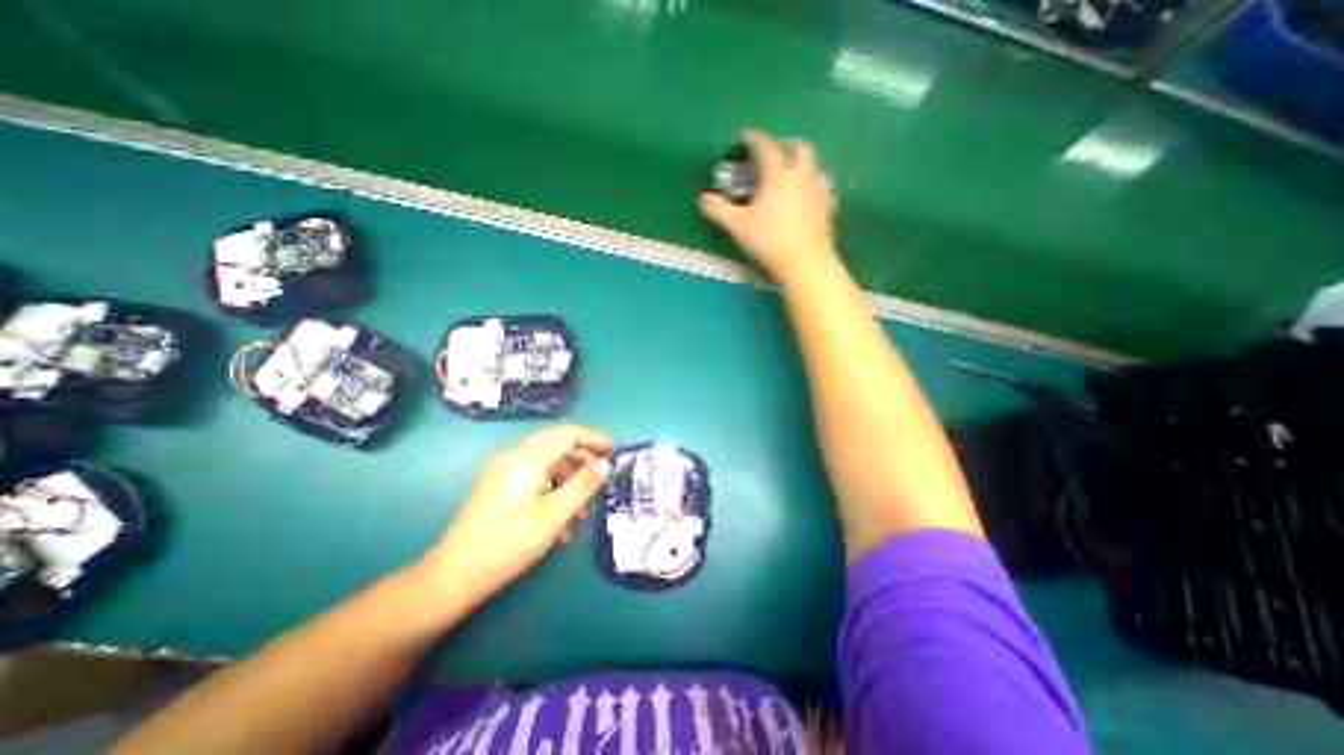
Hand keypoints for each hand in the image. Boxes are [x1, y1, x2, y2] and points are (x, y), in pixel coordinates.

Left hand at [418, 424, 616, 606]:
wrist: (454, 575)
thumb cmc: (510, 542)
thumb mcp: (555, 514)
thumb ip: (583, 485)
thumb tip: (606, 464)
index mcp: (527, 457)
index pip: (568, 433)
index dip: (594, 438)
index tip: (615, 451)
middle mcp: (514, 456)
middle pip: (558, 444)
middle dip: (583, 460)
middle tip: (602, 479)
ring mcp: (504, 470)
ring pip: (547, 463)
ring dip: (568, 481)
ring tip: (582, 512)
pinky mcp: (499, 485)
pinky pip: (534, 477)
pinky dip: (552, 490)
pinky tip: (560, 521)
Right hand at [698, 129, 837, 283]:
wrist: (805, 262)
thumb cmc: (769, 241)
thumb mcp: (737, 226)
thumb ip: (719, 210)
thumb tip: (703, 198)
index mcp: (777, 173)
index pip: (765, 146)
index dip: (753, 139)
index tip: (745, 138)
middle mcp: (801, 174)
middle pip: (798, 147)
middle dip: (784, 144)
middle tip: (773, 153)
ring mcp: (818, 189)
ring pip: (813, 164)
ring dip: (801, 162)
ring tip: (789, 174)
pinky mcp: (828, 206)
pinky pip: (822, 186)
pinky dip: (811, 183)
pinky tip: (806, 196)